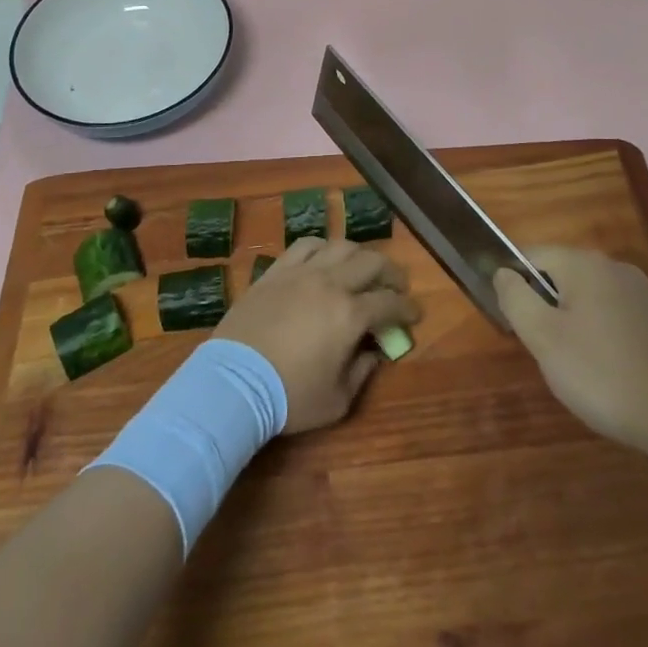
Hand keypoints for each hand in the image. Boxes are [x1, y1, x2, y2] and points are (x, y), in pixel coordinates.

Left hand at [216, 237, 419, 434]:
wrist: (232, 383)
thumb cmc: (289, 397)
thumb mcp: (337, 401)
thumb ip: (362, 372)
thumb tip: (374, 353)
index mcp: (351, 315)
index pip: (390, 303)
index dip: (407, 308)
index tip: (414, 314)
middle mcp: (331, 283)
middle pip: (372, 262)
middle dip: (392, 273)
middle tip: (396, 286)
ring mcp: (301, 272)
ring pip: (341, 246)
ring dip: (359, 255)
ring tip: (362, 268)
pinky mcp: (276, 271)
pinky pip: (305, 245)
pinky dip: (323, 248)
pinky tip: (324, 258)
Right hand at [494, 246, 647, 453]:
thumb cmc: (603, 373)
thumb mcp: (543, 338)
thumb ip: (515, 298)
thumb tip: (503, 272)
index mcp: (583, 262)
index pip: (531, 255)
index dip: (512, 283)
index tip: (512, 322)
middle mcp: (613, 266)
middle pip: (560, 276)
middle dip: (544, 308)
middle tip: (542, 351)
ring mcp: (641, 292)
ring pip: (586, 298)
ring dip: (571, 324)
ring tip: (573, 367)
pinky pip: (612, 316)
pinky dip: (599, 337)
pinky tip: (606, 372)